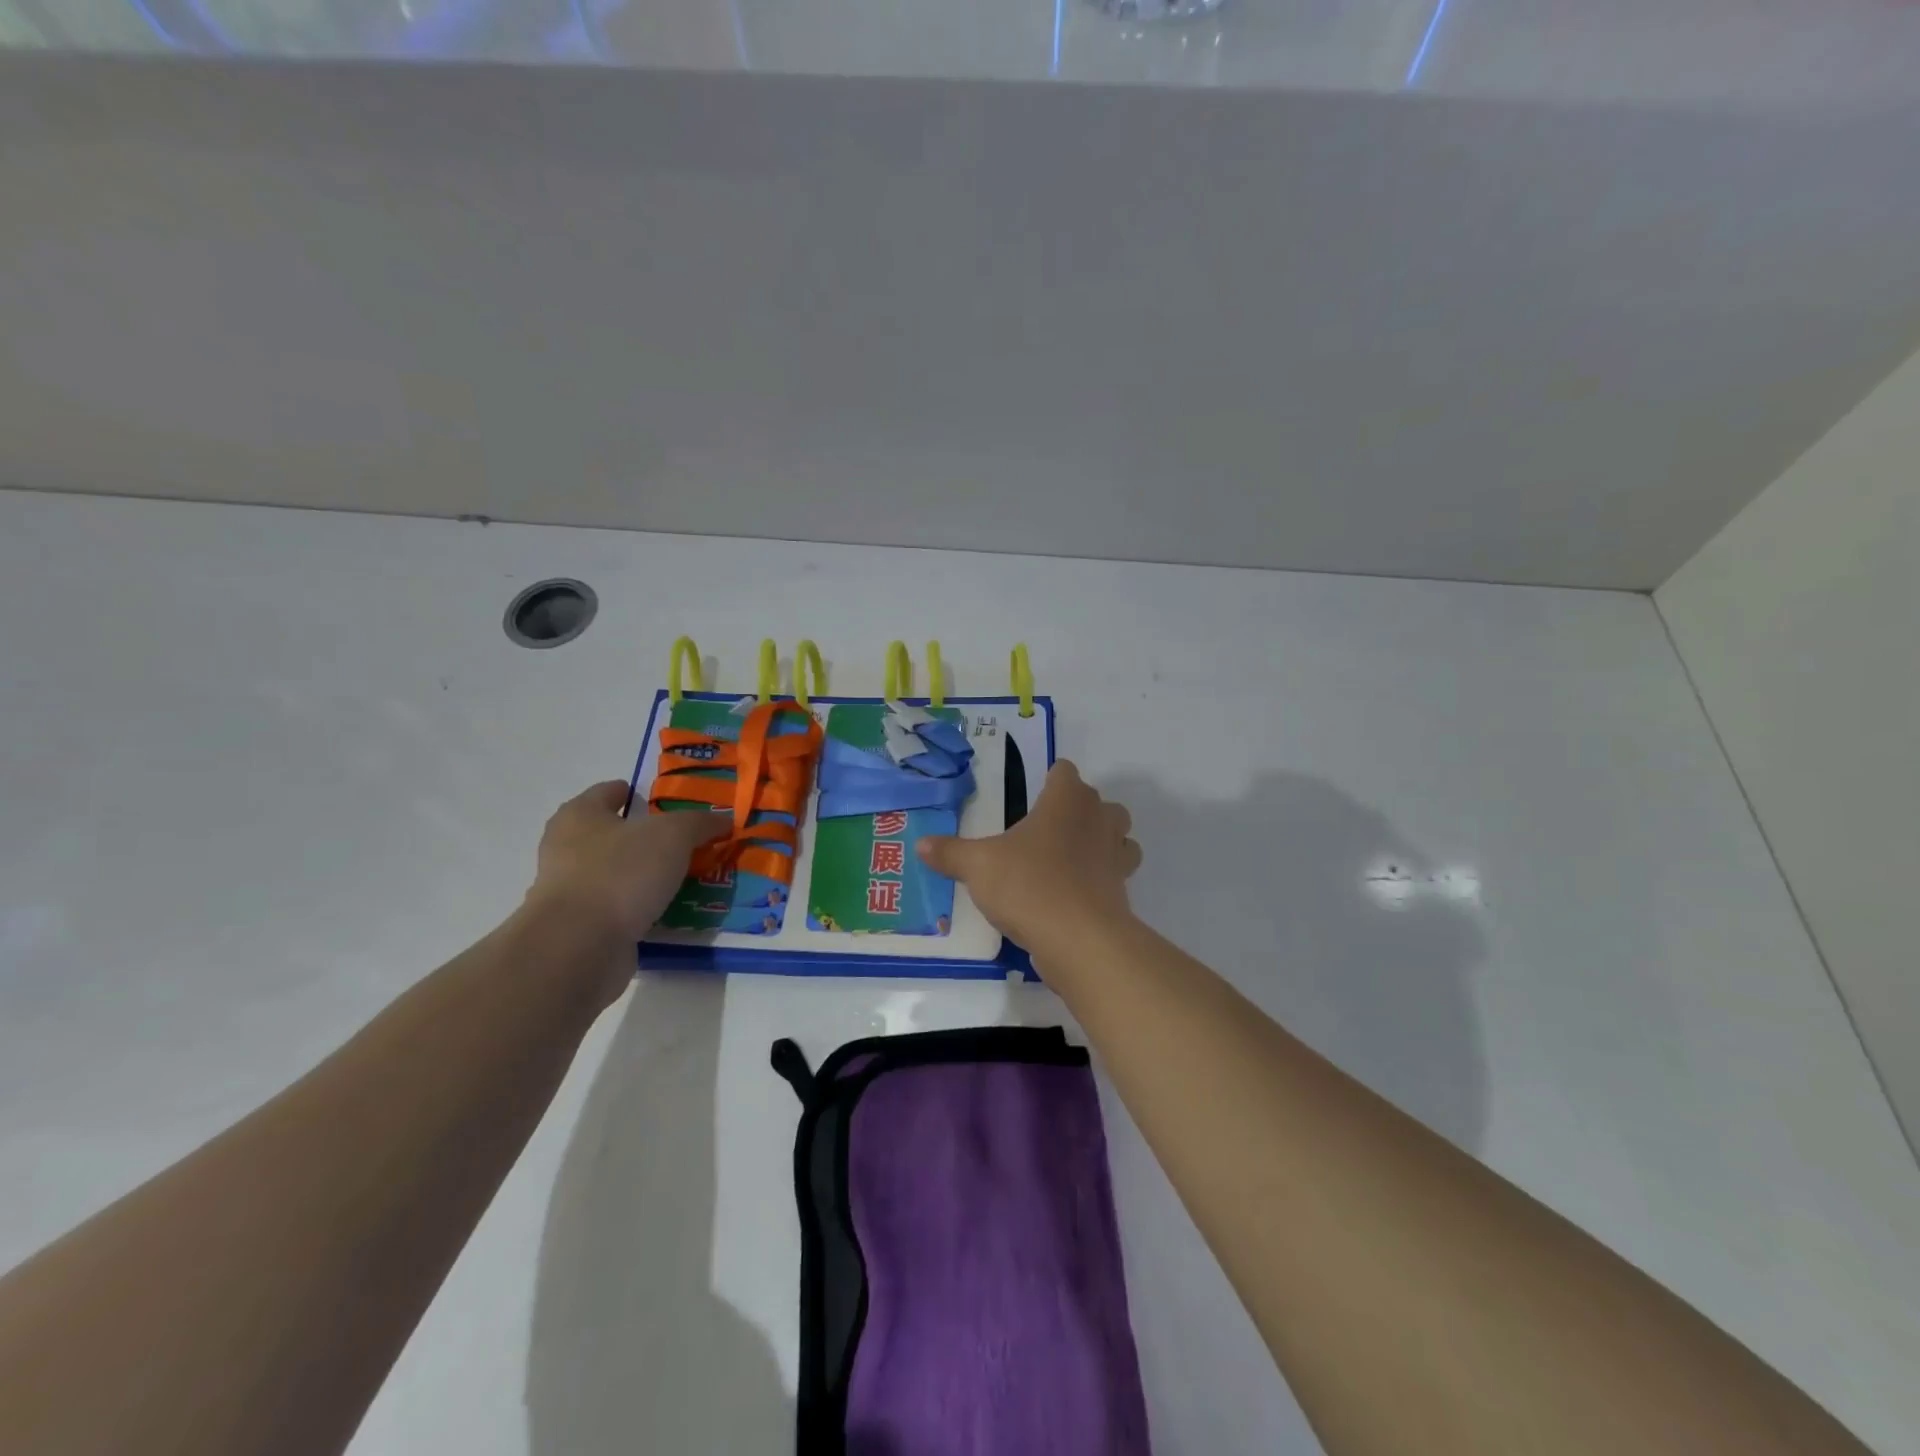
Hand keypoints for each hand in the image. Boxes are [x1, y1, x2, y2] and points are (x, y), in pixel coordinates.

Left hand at [526, 782, 727, 946]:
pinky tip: (673, 909)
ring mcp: (572, 890)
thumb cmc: (620, 873)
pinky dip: (643, 906)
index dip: (637, 792)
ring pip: (619, 873)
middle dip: (649, 837)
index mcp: (580, 815)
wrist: (579, 946)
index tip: (667, 801)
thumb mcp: (673, 835)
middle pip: (615, 834)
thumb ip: (699, 823)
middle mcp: (568, 848)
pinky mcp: (582, 927)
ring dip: (648, 874)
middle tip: (688, 840)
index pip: (609, 792)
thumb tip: (723, 820)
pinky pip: (621, 907)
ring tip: (689, 875)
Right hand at [917, 760, 1140, 955]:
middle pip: (1098, 802)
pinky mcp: (1122, 892)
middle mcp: (1097, 820)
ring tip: (1070, 858)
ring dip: (1101, 841)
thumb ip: (951, 853)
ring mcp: (1115, 856)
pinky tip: (1074, 894)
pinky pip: (1116, 875)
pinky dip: (1101, 879)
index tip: (1034, 792)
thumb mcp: (978, 867)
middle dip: (1079, 810)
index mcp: (1066, 800)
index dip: (1051, 778)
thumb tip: (921, 845)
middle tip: (1047, 828)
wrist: (1079, 939)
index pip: (1064, 771)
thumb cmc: (1028, 885)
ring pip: (1119, 836)